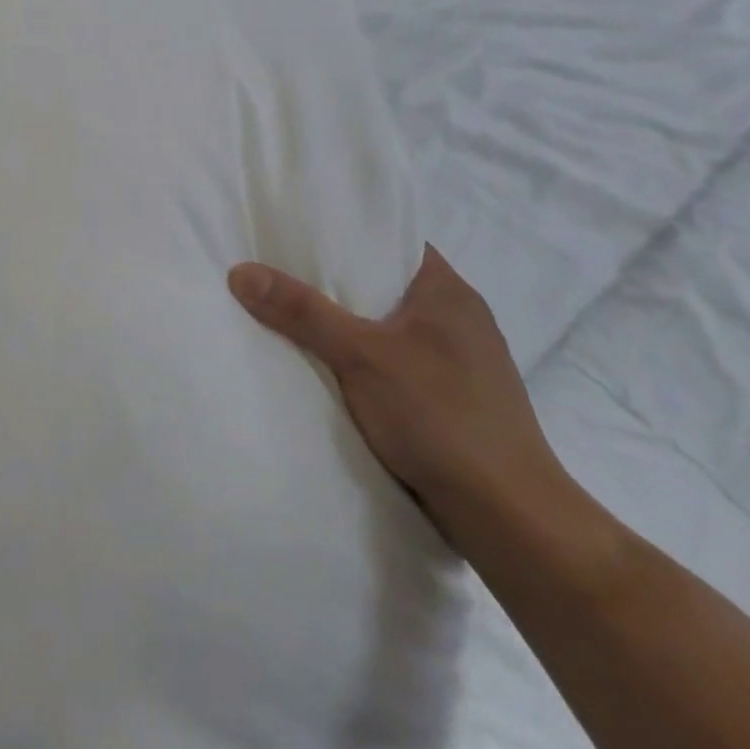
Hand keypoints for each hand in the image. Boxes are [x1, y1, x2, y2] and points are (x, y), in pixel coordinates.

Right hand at [227, 247, 568, 546]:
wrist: (510, 517)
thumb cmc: (441, 417)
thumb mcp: (360, 355)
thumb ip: (302, 311)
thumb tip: (240, 271)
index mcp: (448, 290)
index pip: (391, 239)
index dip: (344, 231)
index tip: (295, 231)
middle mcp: (458, 317)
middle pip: (383, 282)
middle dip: (334, 280)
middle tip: (279, 270)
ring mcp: (459, 361)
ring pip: (388, 325)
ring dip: (348, 324)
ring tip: (293, 315)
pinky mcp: (453, 398)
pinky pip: (396, 360)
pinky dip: (363, 358)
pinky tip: (330, 367)